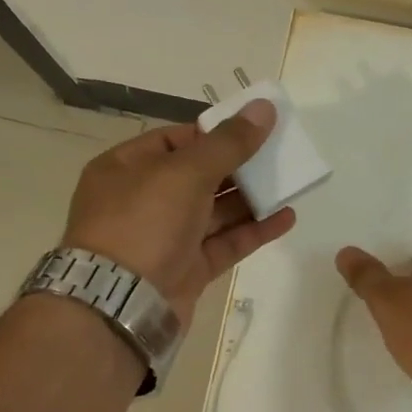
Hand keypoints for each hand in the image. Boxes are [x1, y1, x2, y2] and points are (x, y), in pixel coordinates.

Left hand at [63, 101, 294, 323]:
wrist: (120, 303)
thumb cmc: (143, 222)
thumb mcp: (185, 172)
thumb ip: (228, 142)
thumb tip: (264, 108)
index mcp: (126, 168)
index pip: (175, 140)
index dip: (214, 133)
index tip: (253, 129)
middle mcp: (143, 201)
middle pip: (199, 175)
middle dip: (239, 166)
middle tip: (279, 154)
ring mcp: (165, 238)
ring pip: (215, 211)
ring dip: (251, 198)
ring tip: (291, 183)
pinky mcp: (186, 270)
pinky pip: (224, 243)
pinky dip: (253, 230)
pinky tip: (286, 218)